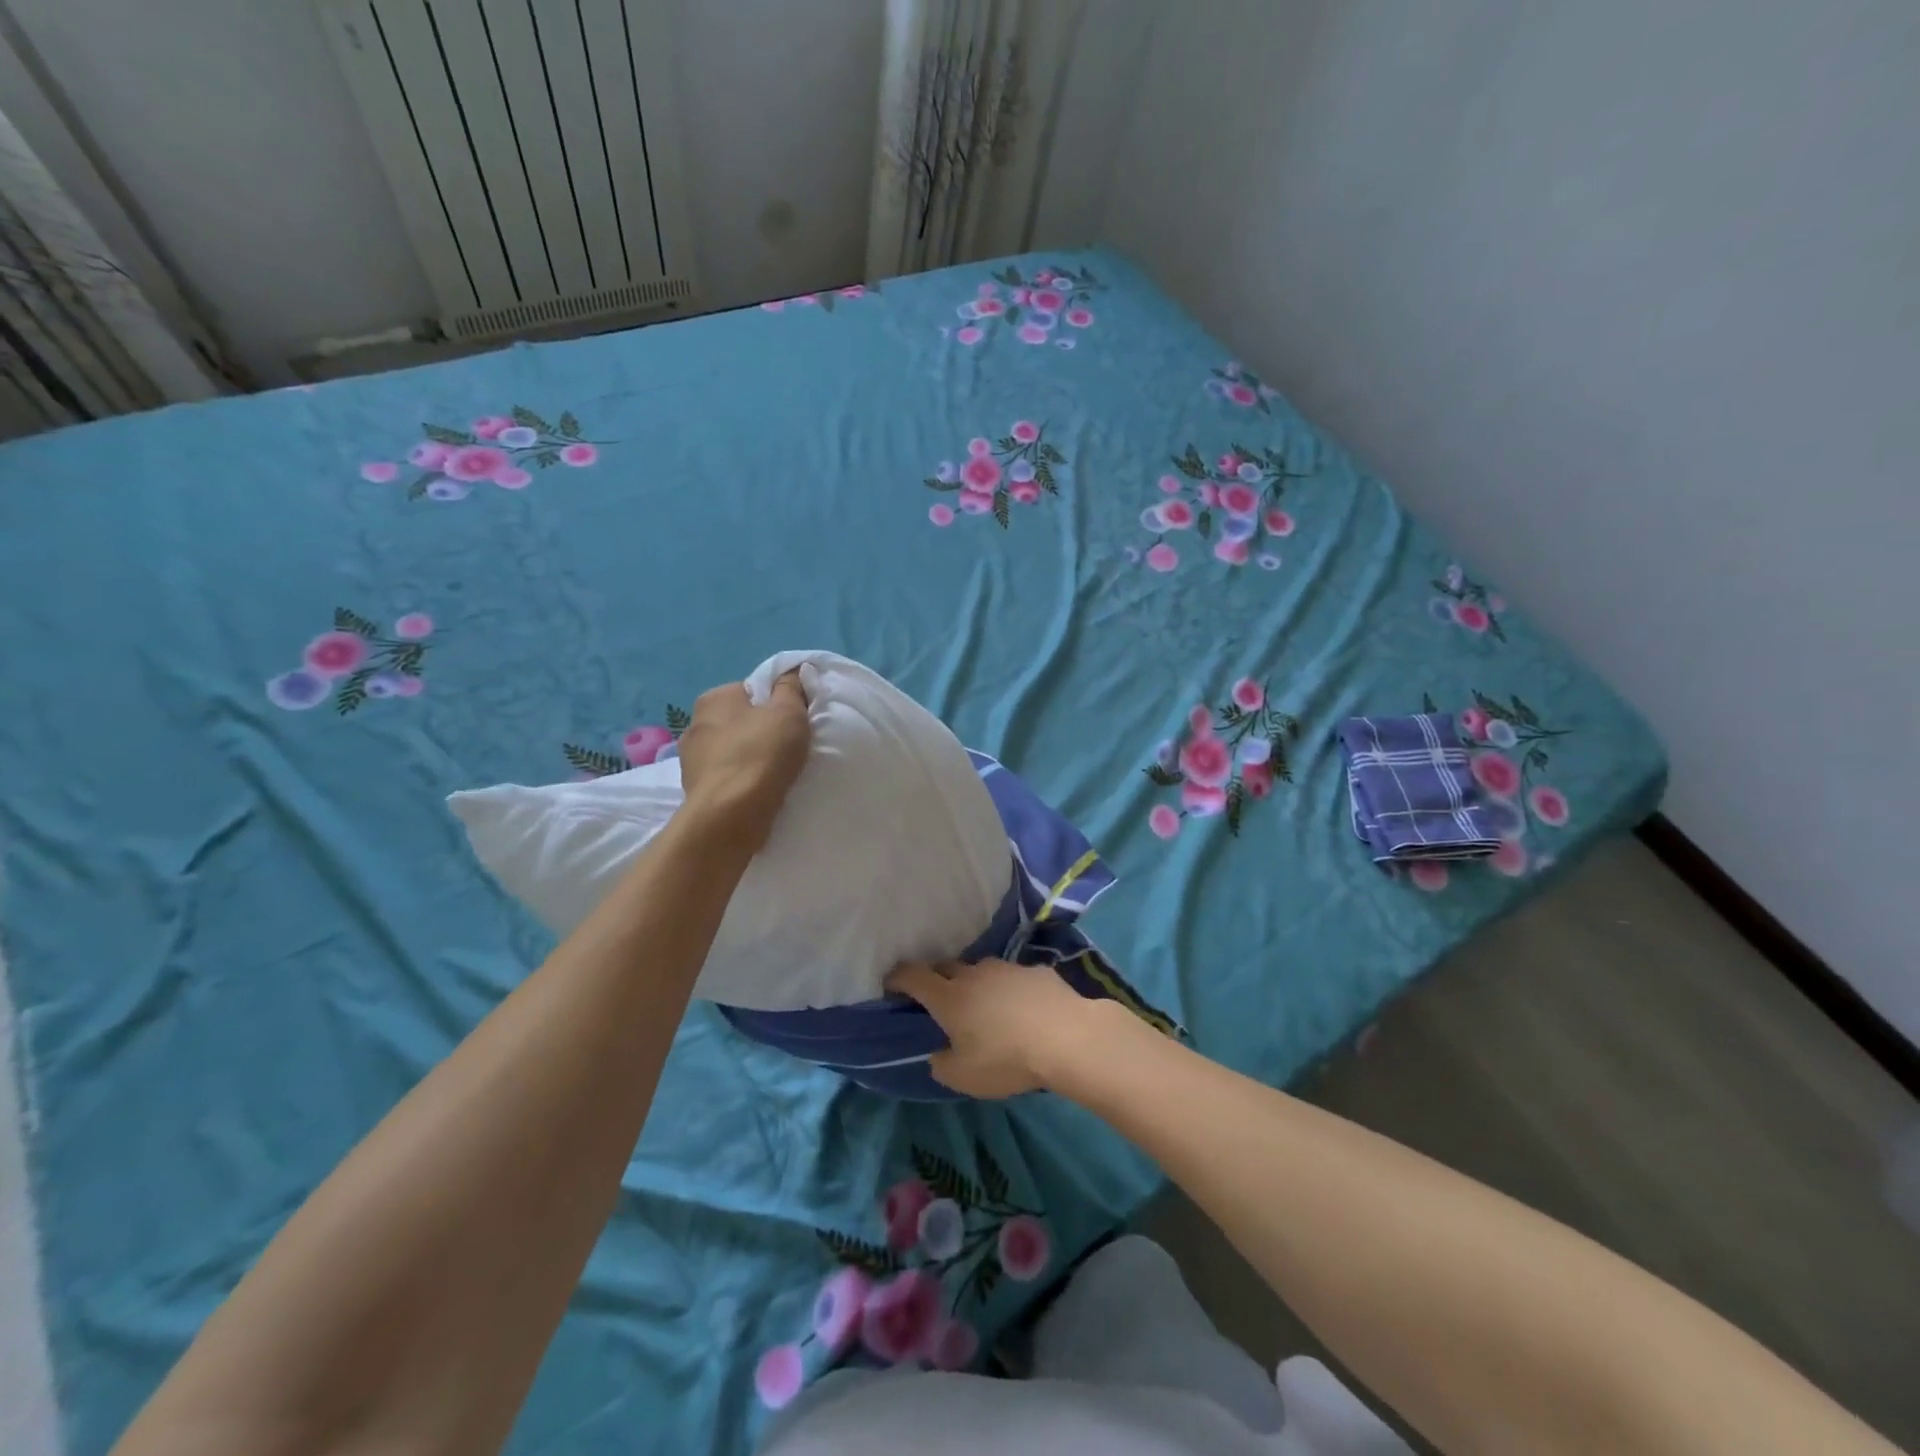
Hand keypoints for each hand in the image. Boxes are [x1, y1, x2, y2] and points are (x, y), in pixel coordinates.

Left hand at [676, 671, 810, 852]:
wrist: (730, 815)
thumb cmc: (761, 755)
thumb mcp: (788, 712)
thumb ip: (791, 687)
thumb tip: (791, 672)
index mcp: (714, 697)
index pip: (752, 691)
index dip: (777, 704)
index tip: (795, 723)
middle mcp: (695, 723)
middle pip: (740, 721)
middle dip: (761, 732)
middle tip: (788, 748)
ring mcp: (690, 759)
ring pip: (732, 750)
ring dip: (750, 758)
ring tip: (775, 775)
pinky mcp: (694, 789)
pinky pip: (726, 777)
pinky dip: (741, 781)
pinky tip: (758, 791)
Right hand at [885, 958, 1126, 1098]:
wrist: (1068, 1037)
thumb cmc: (1007, 1059)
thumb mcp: (963, 1077)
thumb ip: (941, 1064)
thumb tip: (938, 1053)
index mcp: (948, 997)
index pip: (912, 975)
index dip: (898, 978)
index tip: (892, 985)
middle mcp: (973, 973)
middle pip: (945, 966)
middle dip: (936, 979)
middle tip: (939, 1000)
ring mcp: (1006, 968)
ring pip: (980, 970)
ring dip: (975, 983)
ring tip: (985, 1007)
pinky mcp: (1035, 970)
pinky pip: (1012, 977)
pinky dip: (1008, 989)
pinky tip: (1022, 1010)